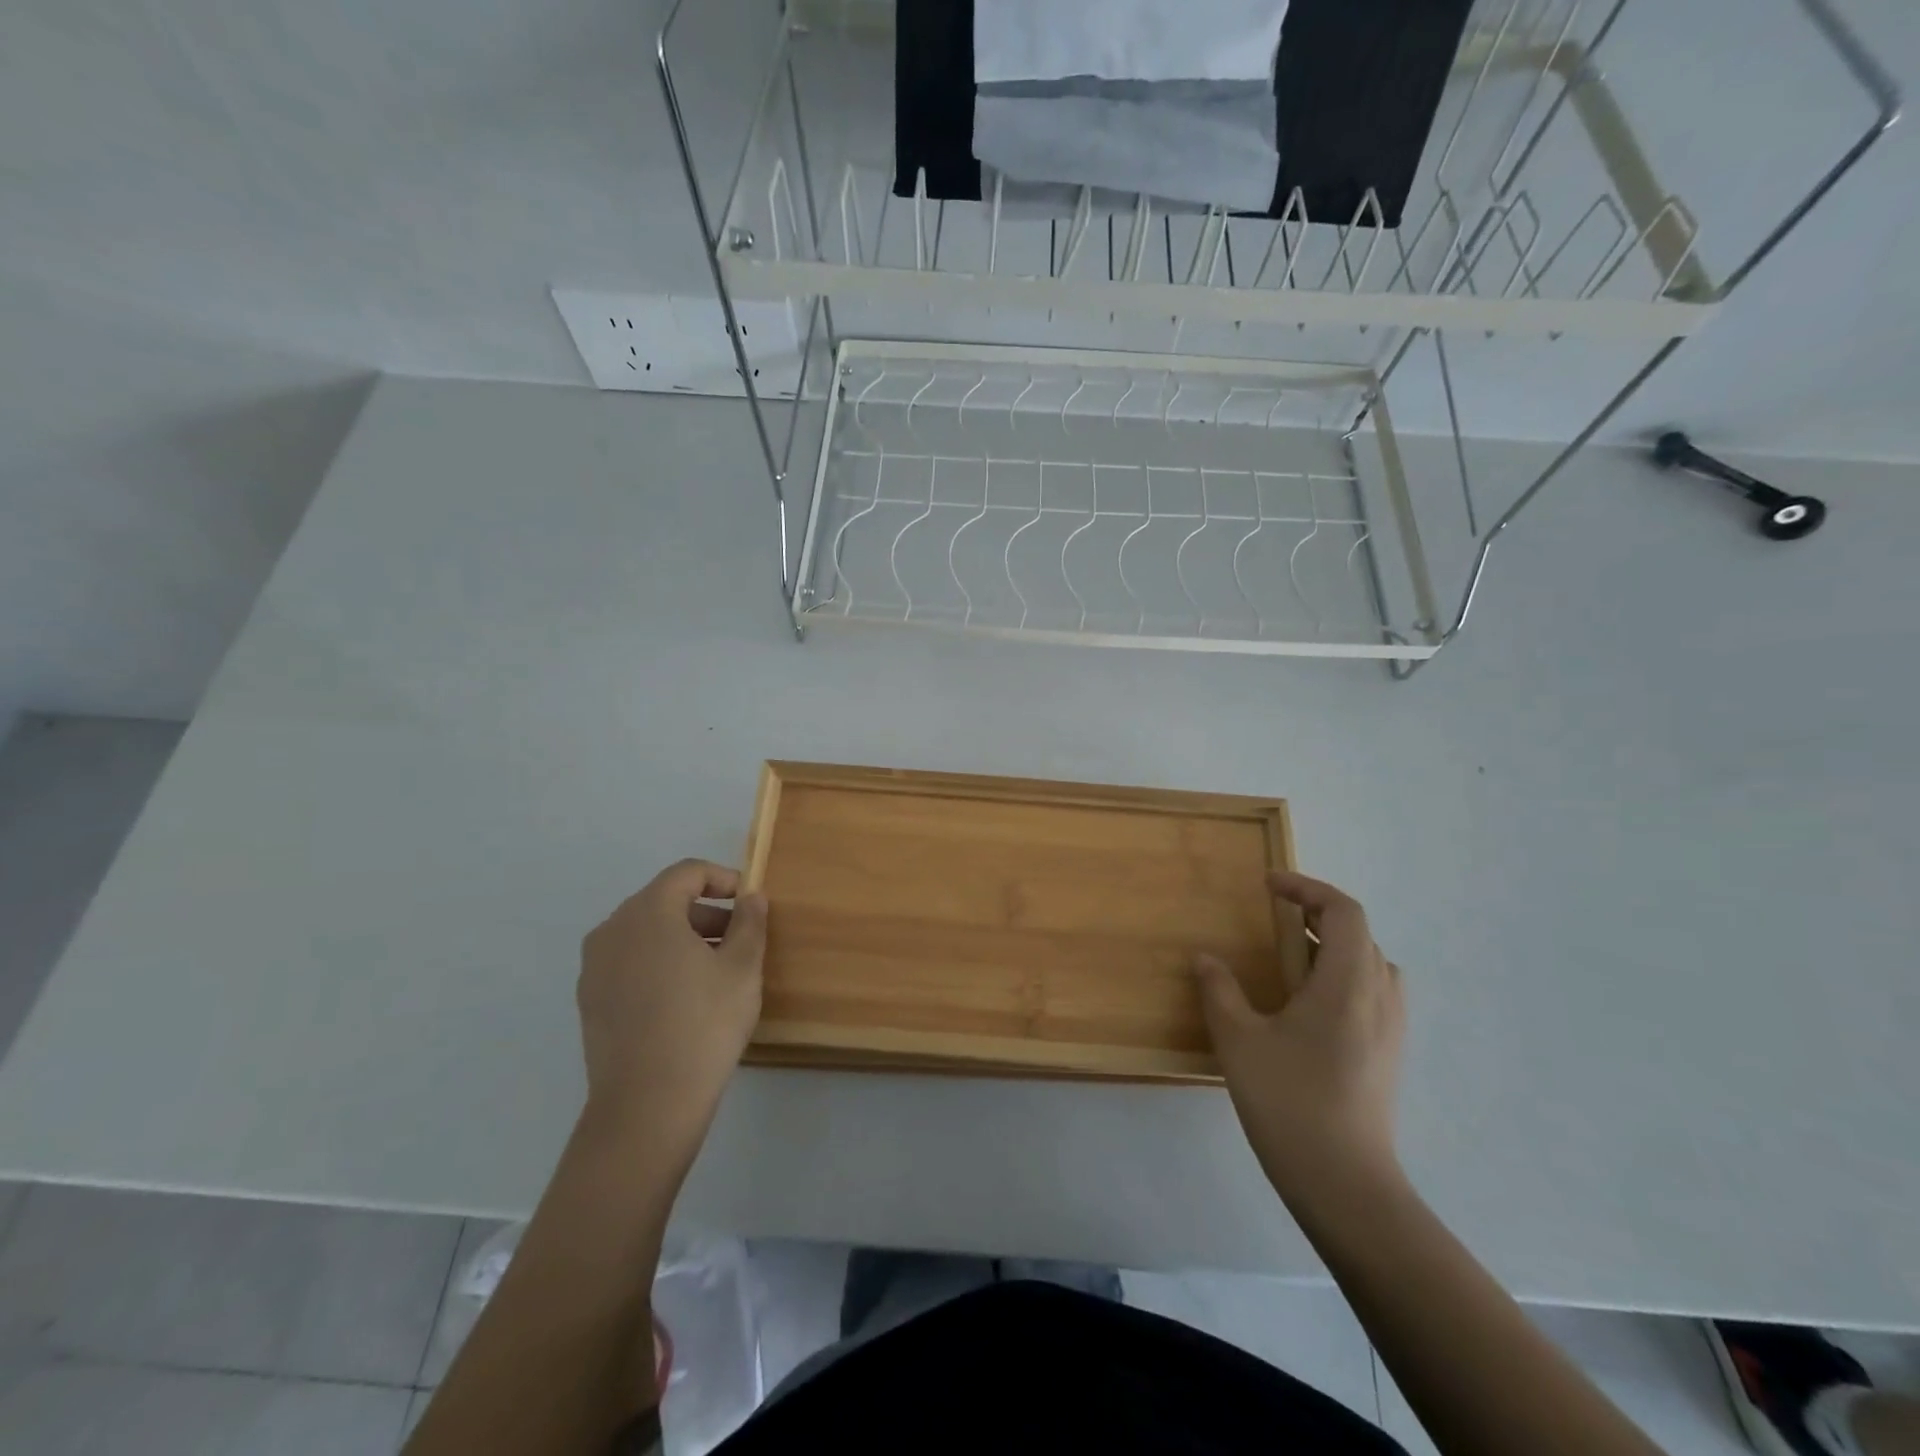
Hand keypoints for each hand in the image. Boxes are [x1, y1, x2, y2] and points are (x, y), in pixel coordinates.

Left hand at [577, 859, 767, 1145]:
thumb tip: (751, 897)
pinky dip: (659, 961)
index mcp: (648, 913)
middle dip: (706, 911)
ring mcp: (595, 967)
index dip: (723, 878)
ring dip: (683, 937)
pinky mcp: (590, 999)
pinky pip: (630, 960)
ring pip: (646, 932)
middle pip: (664, 900)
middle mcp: (613, 929)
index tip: (749, 901)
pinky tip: (685, 996)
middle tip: (739, 937)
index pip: (686, 873)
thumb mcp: (742, 968)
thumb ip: (750, 922)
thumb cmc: (703, 1024)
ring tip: (716, 968)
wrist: (647, 1105)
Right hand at [1193, 871, 1404, 1203]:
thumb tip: (1205, 958)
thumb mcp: (1239, 1040)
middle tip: (1274, 920)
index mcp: (1347, 982)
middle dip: (1316, 915)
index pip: (1343, 911)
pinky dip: (1344, 976)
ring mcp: (1391, 1028)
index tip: (1269, 886)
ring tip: (1291, 958)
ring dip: (1333, 946)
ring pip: (1371, 963)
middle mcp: (1379, 996)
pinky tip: (1309, 1006)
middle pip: (1359, 933)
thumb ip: (1219, 991)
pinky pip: (1374, 992)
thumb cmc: (1289, 1102)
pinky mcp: (1390, 1054)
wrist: (1346, 1184)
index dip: (1307, 888)